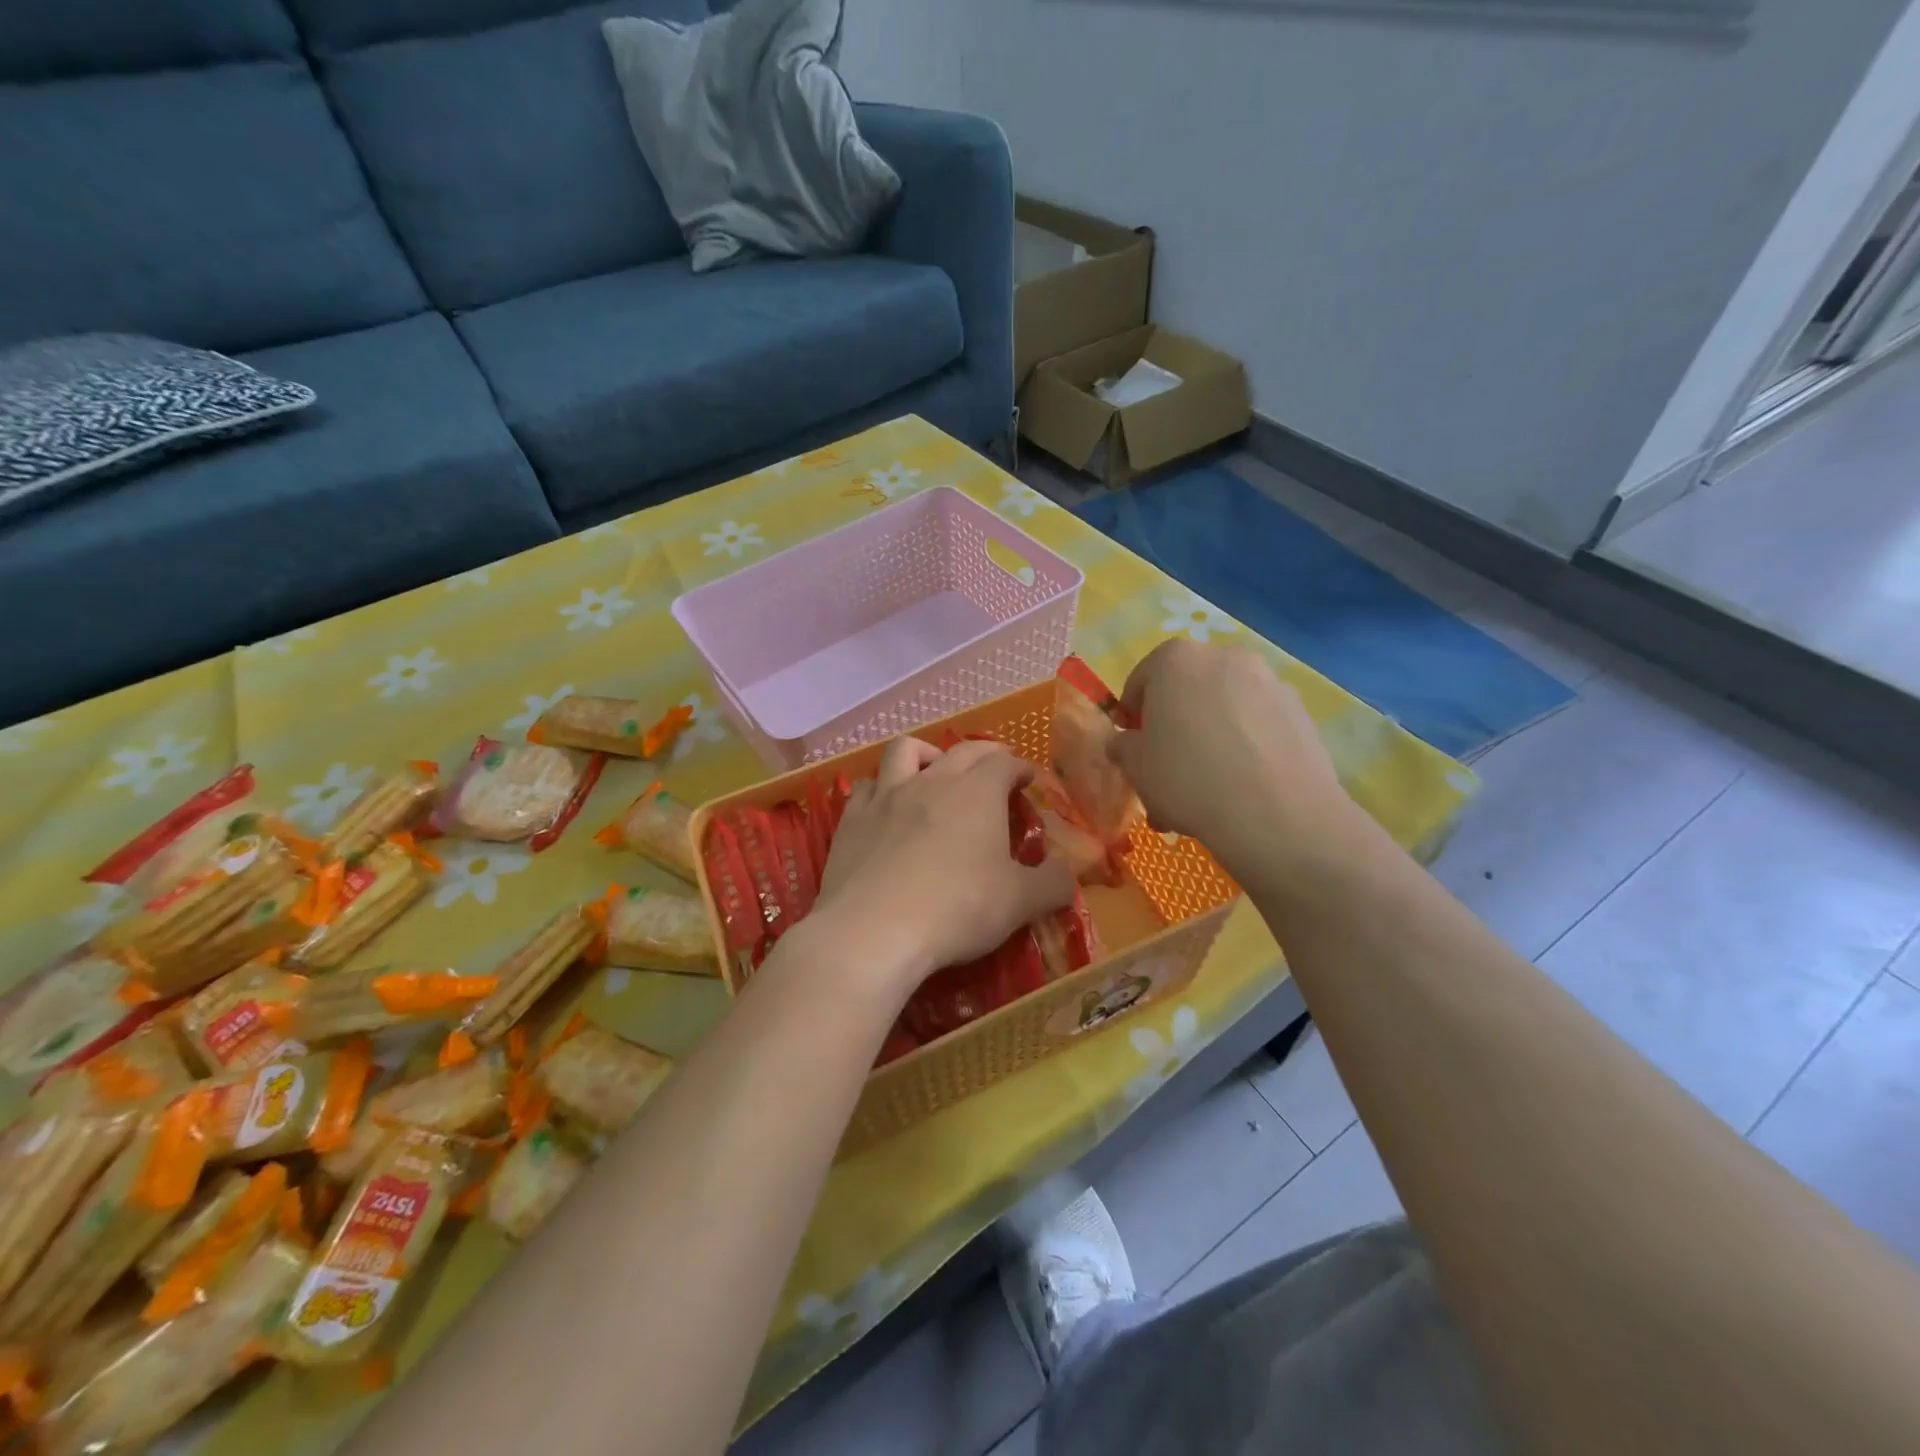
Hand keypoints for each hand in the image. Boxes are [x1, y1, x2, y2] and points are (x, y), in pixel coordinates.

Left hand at [811, 737, 1075, 1001]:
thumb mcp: (1019, 903)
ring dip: (927, 754)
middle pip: (962, 750)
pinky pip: (868, 786)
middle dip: (984, 754)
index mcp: (978, 792)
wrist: (873, 930)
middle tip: (994, 769)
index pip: (1004, 763)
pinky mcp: (853, 818)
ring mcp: (887, 796)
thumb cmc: (957, 910)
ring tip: (935, 771)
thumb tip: (1069, 873)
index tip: (1026, 779)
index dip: (1019, 767)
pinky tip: (887, 806)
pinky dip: (882, 788)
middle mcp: (933, 781)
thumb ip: (1053, 884)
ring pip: (906, 751)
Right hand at [1107, 640, 1355, 876]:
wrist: (1276, 814)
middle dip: (1175, 727)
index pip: (1141, 680)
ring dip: (1211, 738)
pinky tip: (1242, 787)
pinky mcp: (1299, 711)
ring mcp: (1269, 681)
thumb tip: (1126, 743)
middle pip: (1187, 691)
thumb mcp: (1136, 767)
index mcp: (1176, 659)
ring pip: (1225, 709)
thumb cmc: (1188, 779)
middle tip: (1169, 771)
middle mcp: (1224, 657)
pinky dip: (1246, 747)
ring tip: (1206, 789)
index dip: (1133, 716)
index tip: (1134, 748)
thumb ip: (1123, 746)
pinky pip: (1258, 725)